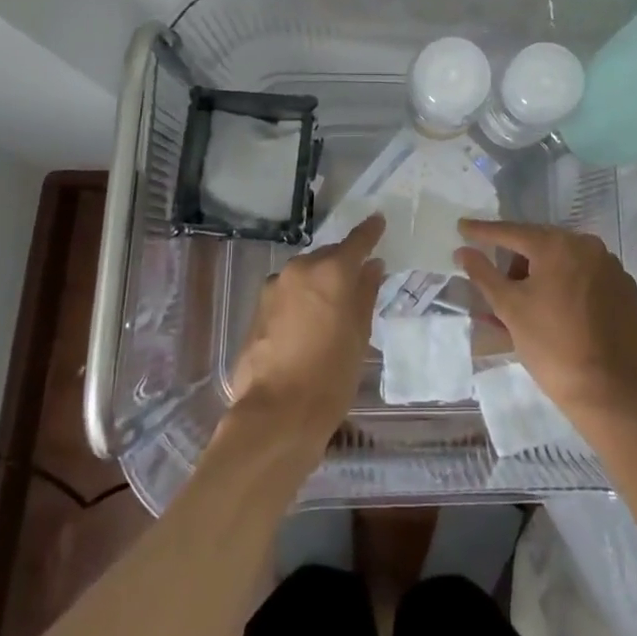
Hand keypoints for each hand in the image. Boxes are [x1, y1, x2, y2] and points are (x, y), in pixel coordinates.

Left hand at [228, 214, 385, 445]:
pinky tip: (306, 325)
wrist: (277, 413)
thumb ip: (365, 294)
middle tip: (356, 281)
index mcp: (331, 272)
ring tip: (330, 308)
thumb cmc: (331, 375)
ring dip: (318, 283)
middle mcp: (301, 269)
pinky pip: (287, 293)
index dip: (370, 232)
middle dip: (341, 265)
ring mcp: (275, 287)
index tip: (378, 222)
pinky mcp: (258, 308)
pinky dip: (300, 300)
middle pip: (327, 257)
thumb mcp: (359, 335)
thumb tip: (372, 266)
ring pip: (304, 275)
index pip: (356, 241)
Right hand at [455, 220, 636, 433]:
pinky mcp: (625, 289)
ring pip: (564, 260)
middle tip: (497, 279)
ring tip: (526, 303)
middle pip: (540, 244)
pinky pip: (586, 275)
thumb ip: (483, 273)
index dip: (484, 231)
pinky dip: (567, 284)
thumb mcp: (510, 308)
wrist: (609, 392)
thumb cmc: (551, 346)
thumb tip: (463, 251)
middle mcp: (588, 245)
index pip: (512, 232)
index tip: (462, 226)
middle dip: (515, 260)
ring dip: (541, 273)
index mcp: (558, 245)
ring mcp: (611, 266)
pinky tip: (557, 309)